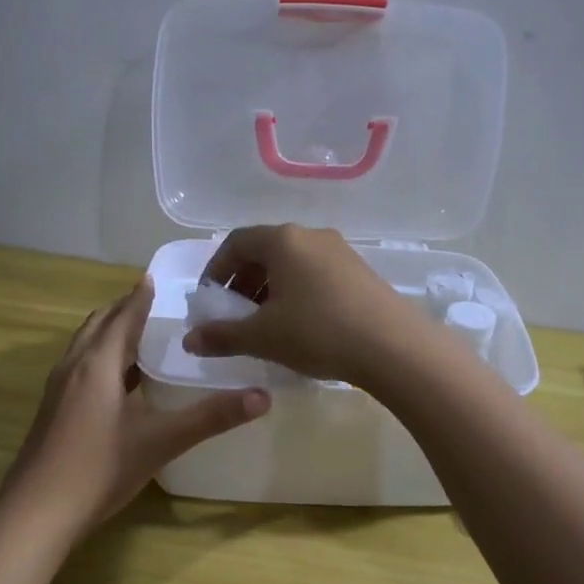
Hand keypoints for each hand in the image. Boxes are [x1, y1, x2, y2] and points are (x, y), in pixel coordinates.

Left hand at [0, 276, 268, 540]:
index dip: (140, 296)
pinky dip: (101, 359)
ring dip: (110, 333)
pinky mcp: (52, 411)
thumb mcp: (161, 441)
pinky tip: (119, 382)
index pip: (123, 316)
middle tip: (154, 304)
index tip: (156, 277)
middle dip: (124, 309)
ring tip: (141, 335)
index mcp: (97, 364)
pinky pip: (80, 368)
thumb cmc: (99, 468)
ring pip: (85, 346)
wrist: (37, 512)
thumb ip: (211, 417)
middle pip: (99, 325)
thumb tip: (262, 397)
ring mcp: (58, 390)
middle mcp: (73, 367)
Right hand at [184, 224, 434, 388]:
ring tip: (265, 324)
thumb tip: (189, 340)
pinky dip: (296, 293)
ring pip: (292, 264)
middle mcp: (311, 236)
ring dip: (270, 289)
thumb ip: (222, 335)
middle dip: (243, 282)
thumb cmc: (318, 332)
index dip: (216, 270)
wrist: (394, 347)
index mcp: (283, 240)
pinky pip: (315, 275)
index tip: (209, 300)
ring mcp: (340, 252)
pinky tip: (300, 326)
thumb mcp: (263, 337)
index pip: (236, 243)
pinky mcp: (360, 272)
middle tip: (234, 315)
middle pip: (265, 251)